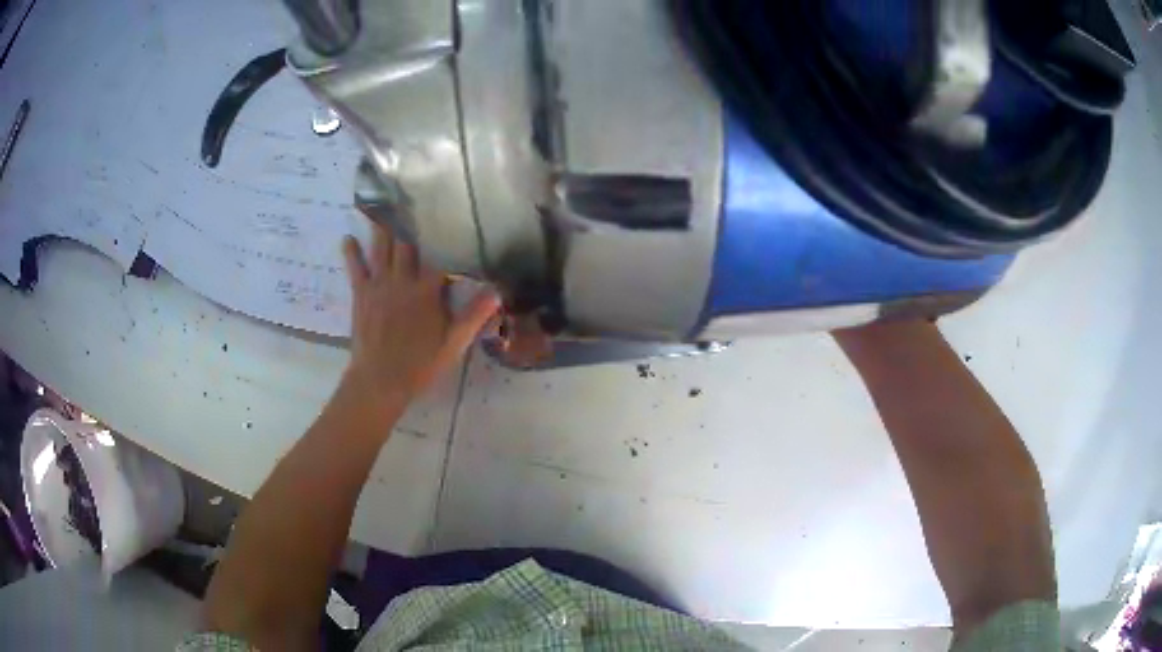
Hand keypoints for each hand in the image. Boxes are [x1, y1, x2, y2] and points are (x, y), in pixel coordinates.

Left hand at [340, 223, 499, 406]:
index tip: (447, 218)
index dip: (443, 238)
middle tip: (408, 199)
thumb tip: (497, 291)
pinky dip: (352, 253)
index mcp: (426, 292)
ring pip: (381, 249)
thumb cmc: (419, 364)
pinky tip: (348, 238)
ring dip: (382, 228)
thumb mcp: (454, 344)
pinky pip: (356, 269)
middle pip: (407, 245)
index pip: (438, 258)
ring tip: (380, 206)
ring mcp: (379, 286)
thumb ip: (474, 316)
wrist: (379, 381)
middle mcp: (402, 281)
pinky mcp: (361, 295)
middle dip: (409, 223)